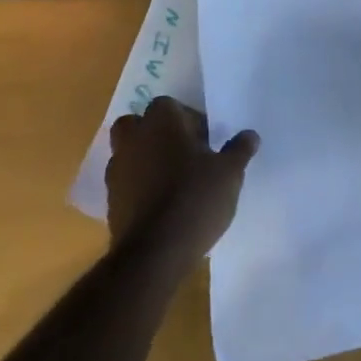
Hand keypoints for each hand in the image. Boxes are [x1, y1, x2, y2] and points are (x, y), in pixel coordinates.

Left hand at [106, 97, 258, 266]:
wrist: (154, 254)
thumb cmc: (195, 198)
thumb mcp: (229, 172)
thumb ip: (239, 149)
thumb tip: (250, 136)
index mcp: (160, 122)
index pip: (169, 105)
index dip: (187, 119)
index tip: (205, 139)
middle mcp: (133, 140)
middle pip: (137, 125)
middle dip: (155, 134)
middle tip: (183, 152)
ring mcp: (117, 173)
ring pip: (128, 154)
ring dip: (145, 161)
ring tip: (173, 181)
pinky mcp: (110, 204)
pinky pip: (125, 185)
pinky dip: (139, 189)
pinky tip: (162, 206)